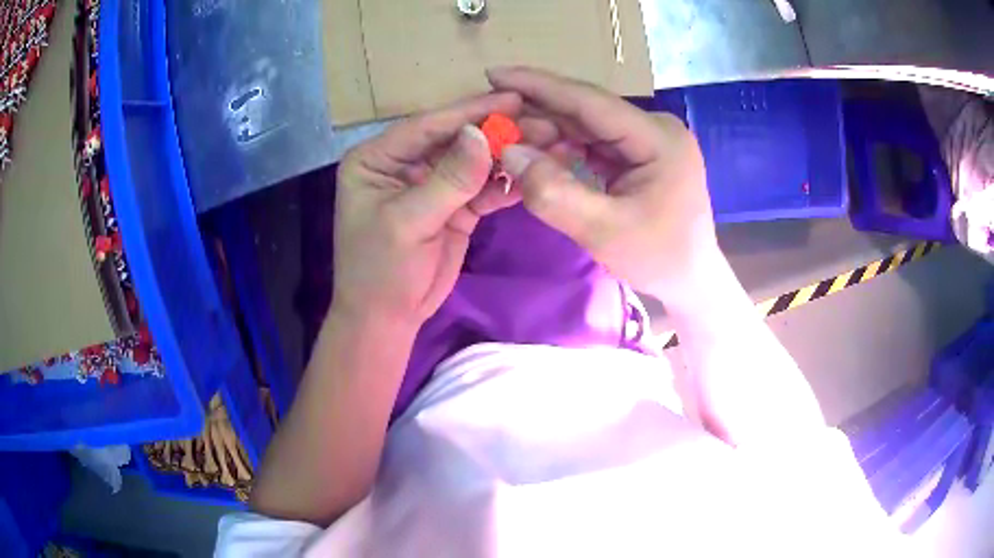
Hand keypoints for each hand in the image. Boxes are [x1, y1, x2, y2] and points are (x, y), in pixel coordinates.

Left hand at [332, 93, 521, 326]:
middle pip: (457, 140)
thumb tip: (481, 135)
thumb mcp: (408, 222)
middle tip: (543, 123)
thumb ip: (448, 179)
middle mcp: (405, 164)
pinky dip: (508, 184)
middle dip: (499, 132)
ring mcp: (432, 185)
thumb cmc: (380, 270)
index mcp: (378, 158)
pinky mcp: (454, 207)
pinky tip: (536, 175)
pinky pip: (484, 189)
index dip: (469, 112)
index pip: (427, 126)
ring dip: (510, 156)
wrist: (388, 319)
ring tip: (551, 145)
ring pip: (475, 162)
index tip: (513, 99)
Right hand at [488, 67, 717, 306]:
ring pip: (587, 127)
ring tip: (508, 140)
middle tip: (492, 117)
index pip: (590, 101)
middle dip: (538, 113)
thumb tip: (508, 151)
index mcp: (658, 137)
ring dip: (548, 132)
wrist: (691, 280)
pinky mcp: (640, 155)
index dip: (539, 85)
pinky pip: (594, 144)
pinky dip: (564, 150)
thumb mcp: (603, 231)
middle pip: (586, 111)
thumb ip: (554, 192)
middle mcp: (655, 128)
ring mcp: (648, 140)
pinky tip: (538, 156)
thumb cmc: (658, 258)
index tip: (494, 73)